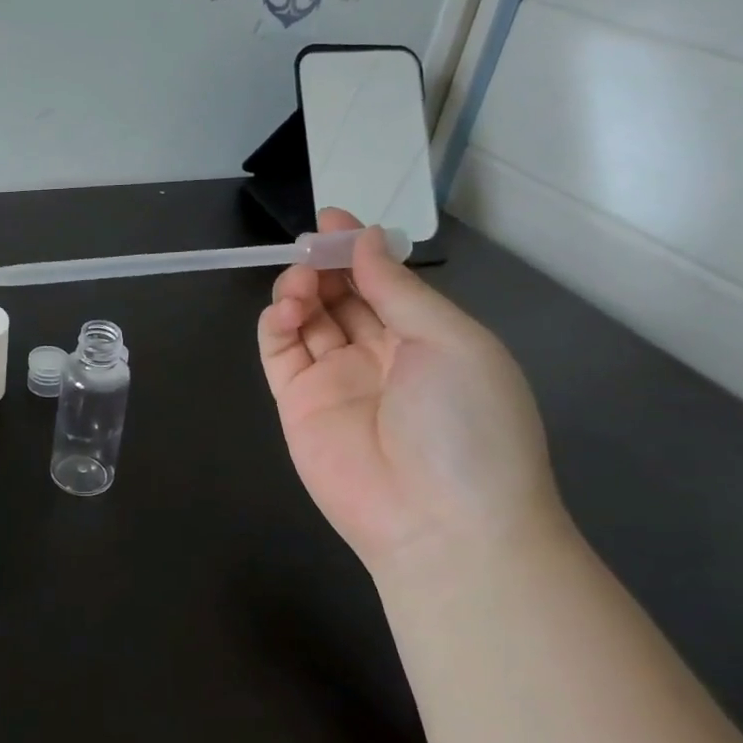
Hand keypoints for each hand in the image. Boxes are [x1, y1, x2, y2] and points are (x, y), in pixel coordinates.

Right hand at [257, 209, 564, 575]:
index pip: (383, 283)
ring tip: (300, 284)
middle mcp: (379, 355)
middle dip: (324, 265)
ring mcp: (334, 380)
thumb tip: (364, 239)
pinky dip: (275, 325)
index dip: (357, 250)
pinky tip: (284, 311)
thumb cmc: (466, 423)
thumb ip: (398, 290)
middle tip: (310, 246)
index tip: (332, 220)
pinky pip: (280, 354)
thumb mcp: (451, 342)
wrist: (441, 523)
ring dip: (299, 291)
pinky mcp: (297, 404)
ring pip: (307, 320)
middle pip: (341, 297)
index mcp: (426, 339)